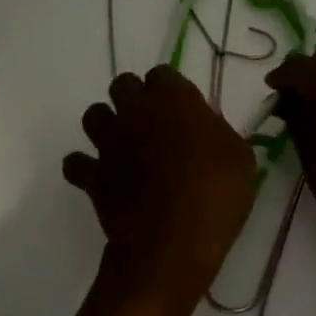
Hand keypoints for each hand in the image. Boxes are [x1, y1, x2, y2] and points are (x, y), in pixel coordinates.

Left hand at [63, 65, 256, 309]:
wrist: (173, 242)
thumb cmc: (216, 195)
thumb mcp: (240, 158)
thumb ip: (219, 132)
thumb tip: (206, 127)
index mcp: (174, 99)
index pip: (162, 73)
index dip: (170, 89)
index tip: (181, 110)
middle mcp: (136, 111)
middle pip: (122, 85)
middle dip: (133, 98)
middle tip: (150, 122)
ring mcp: (110, 142)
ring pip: (93, 115)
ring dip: (106, 124)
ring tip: (122, 143)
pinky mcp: (93, 175)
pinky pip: (75, 163)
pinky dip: (83, 168)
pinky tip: (99, 177)